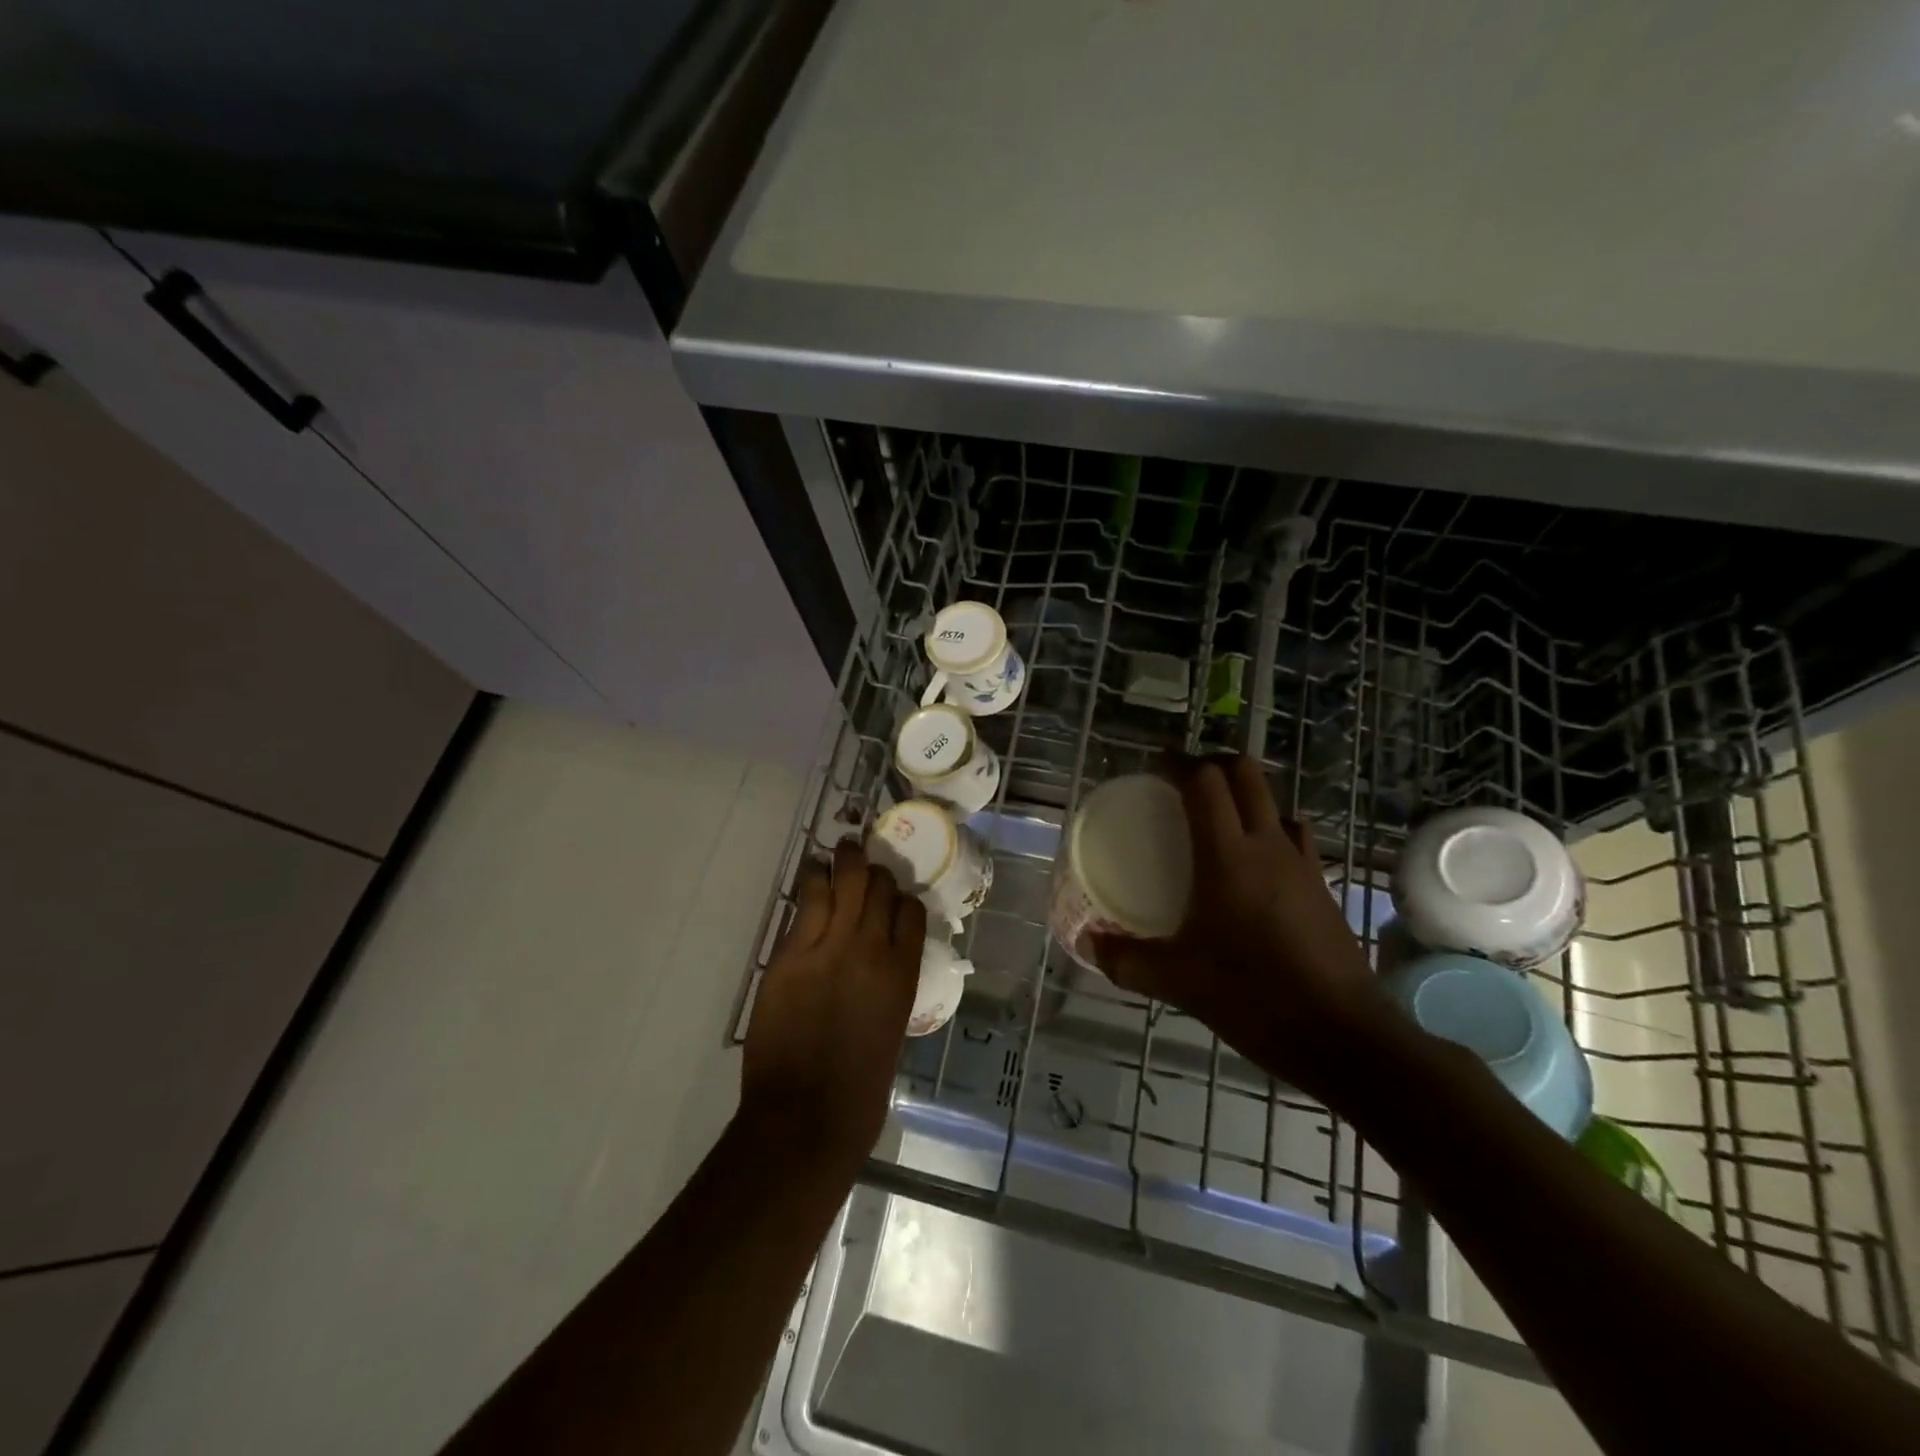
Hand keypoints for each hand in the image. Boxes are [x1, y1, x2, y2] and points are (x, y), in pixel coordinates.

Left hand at [742, 841, 926, 1173]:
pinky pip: (805, 905)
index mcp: (903, 972)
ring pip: (842, 883)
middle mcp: (871, 948)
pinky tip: (810, 875)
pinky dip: (811, 884)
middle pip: (878, 887)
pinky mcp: (790, 955)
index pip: (910, 910)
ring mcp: (829, 947)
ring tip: (838, 851)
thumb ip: (887, 988)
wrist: (807, 1117)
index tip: (891, 895)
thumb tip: (878, 968)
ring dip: (842, 862)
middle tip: (862, 855)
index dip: (901, 897)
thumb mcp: (891, 1029)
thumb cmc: (860, 1089)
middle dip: (872, 868)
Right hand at [1091, 757, 1396, 1105]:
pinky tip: (1255, 865)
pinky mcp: (1322, 887)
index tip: (1155, 768)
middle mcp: (1268, 846)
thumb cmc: (1254, 997)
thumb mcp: (1178, 981)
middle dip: (1213, 763)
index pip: (1205, 782)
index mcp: (1227, 856)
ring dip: (1245, 795)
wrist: (1343, 1035)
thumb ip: (1126, 959)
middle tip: (1182, 782)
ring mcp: (1302, 864)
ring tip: (1217, 819)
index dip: (1178, 763)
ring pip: (1274, 803)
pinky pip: (1293, 836)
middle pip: (1246, 774)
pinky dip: (1269, 830)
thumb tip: (1088, 943)